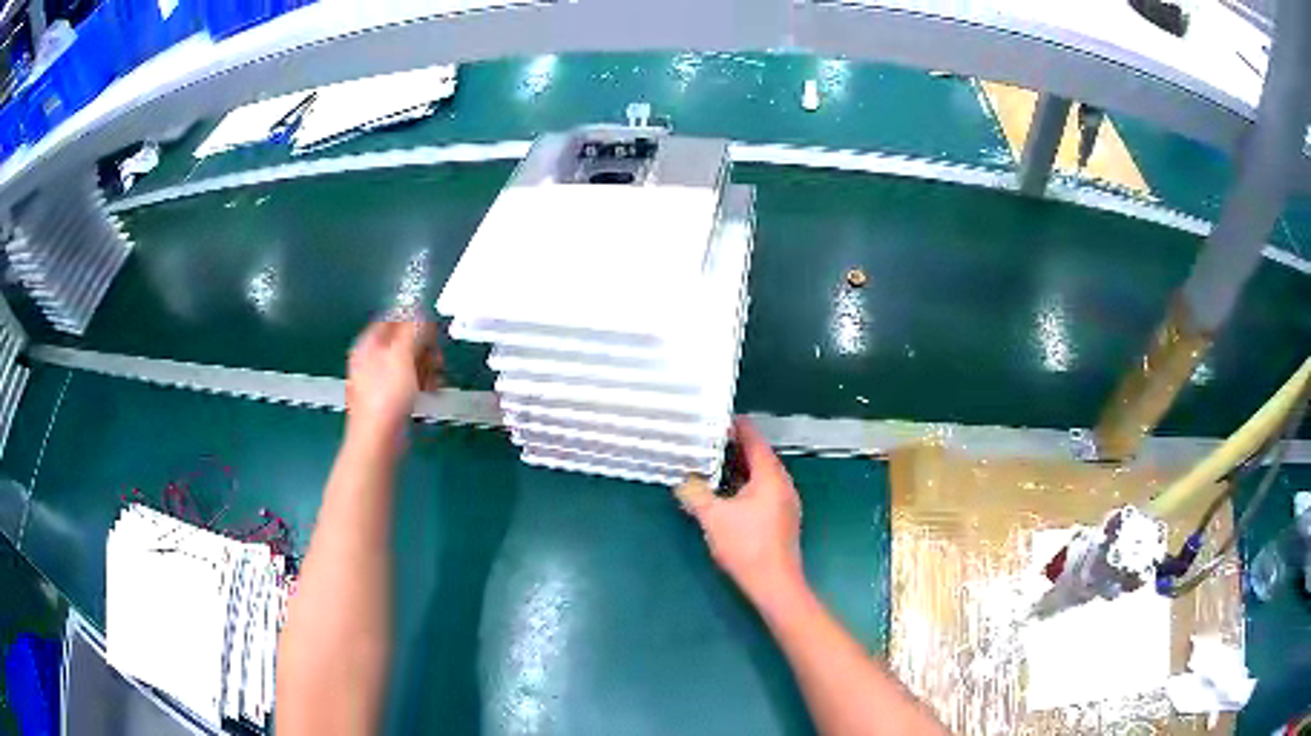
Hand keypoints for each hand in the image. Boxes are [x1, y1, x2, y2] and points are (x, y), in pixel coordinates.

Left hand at [345, 320, 438, 437]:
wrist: (378, 440)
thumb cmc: (387, 396)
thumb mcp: (402, 355)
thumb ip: (412, 329)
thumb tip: (420, 312)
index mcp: (368, 344)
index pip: (392, 319)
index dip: (413, 321)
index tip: (432, 331)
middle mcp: (370, 359)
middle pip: (402, 341)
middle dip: (423, 348)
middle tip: (436, 359)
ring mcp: (378, 381)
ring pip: (407, 363)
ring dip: (426, 367)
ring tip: (436, 379)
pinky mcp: (388, 400)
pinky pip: (407, 382)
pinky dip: (421, 383)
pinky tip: (431, 392)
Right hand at [677, 417, 804, 604]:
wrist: (774, 584)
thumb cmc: (746, 546)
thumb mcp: (713, 518)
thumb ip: (695, 494)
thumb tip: (682, 480)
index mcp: (771, 477)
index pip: (755, 440)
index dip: (737, 427)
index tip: (717, 419)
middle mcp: (783, 484)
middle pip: (760, 456)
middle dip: (736, 447)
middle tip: (709, 440)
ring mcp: (785, 502)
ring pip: (761, 475)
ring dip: (740, 467)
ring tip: (714, 463)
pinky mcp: (782, 518)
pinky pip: (763, 490)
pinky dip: (745, 484)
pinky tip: (727, 493)